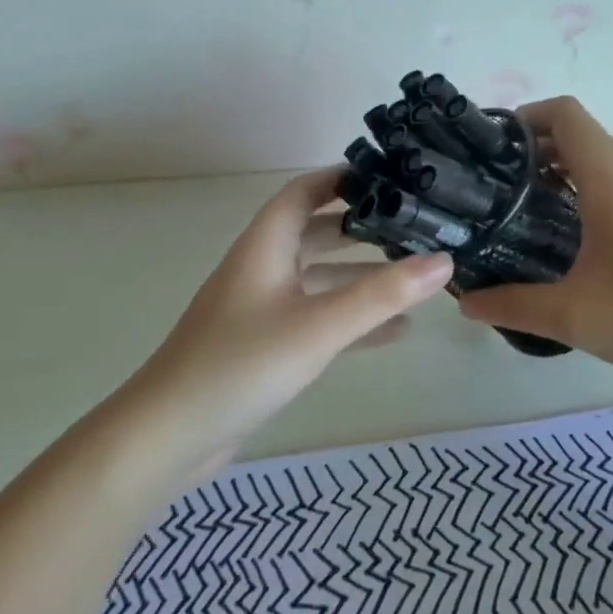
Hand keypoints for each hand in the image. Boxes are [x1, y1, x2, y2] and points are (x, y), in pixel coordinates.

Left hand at [131, 168, 452, 469]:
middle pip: (316, 232)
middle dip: (361, 227)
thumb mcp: (319, 326)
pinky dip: (352, 318)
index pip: (303, 192)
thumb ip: (382, 295)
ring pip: (319, 278)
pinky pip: (317, 318)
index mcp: (265, 246)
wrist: (168, 437)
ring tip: (414, 275)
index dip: (341, 177)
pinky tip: (394, 333)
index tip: (389, 176)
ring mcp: (262, 308)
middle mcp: (262, 268)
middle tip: (413, 225)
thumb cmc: (241, 364)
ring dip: (361, 276)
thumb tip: (444, 260)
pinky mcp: (264, 345)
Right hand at [456, 98, 612, 397]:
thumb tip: (466, 303)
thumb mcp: (576, 318)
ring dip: (573, 168)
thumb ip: (514, 307)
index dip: (527, 116)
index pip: (567, 114)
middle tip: (505, 186)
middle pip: (586, 134)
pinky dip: (600, 187)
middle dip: (541, 147)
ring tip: (540, 209)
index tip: (495, 148)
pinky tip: (589, 238)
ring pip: (611, 158)